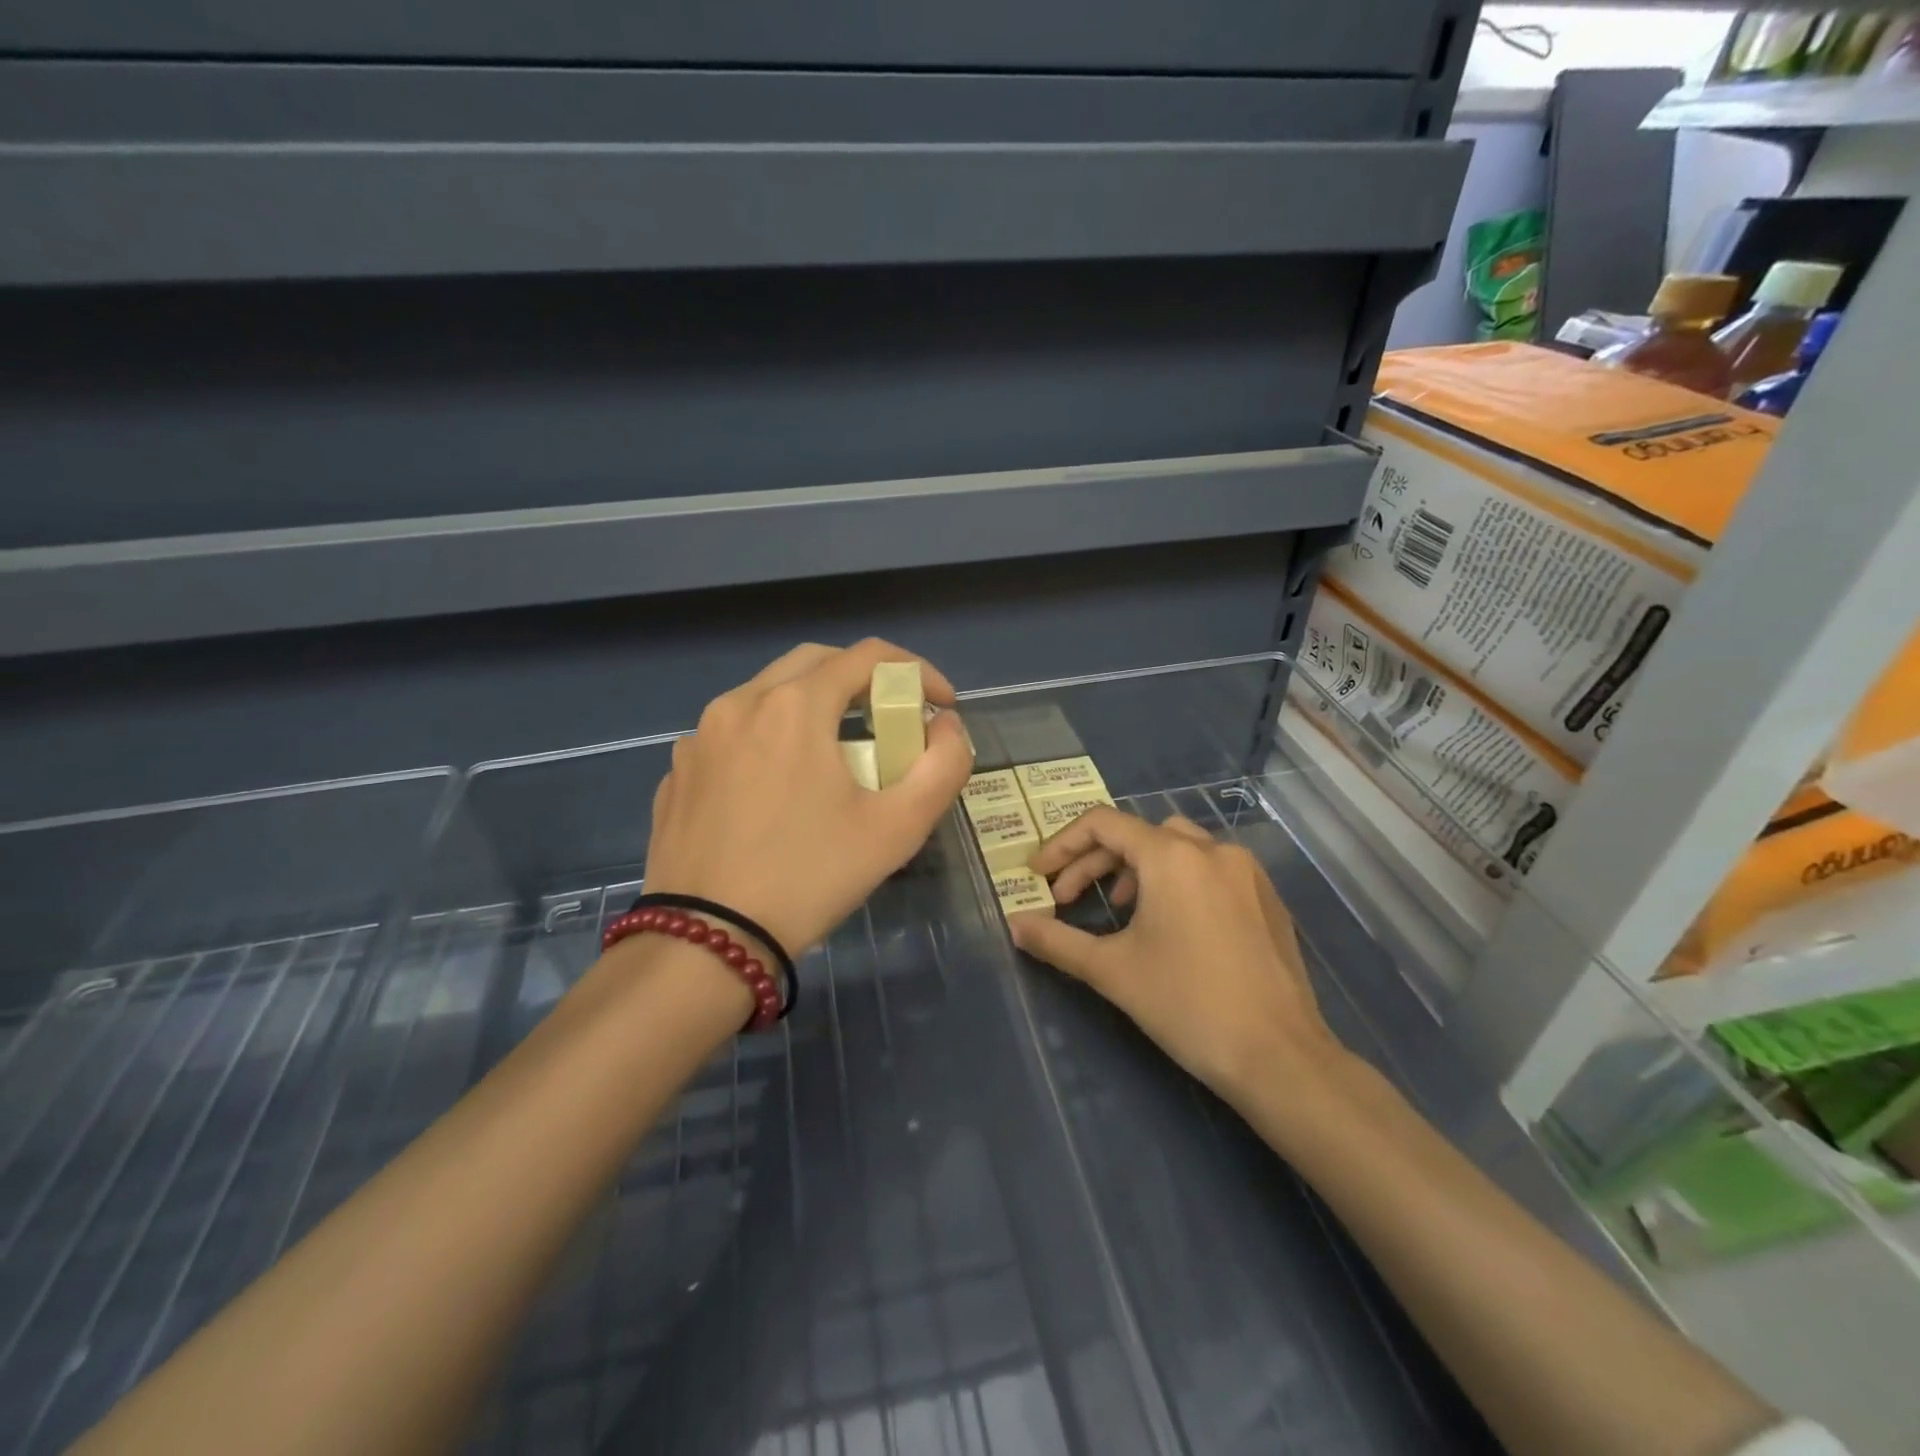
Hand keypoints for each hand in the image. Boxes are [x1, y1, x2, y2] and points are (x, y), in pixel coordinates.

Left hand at [644, 640, 973, 955]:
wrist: (705, 943)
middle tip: (890, 721)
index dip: (917, 671)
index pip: (868, 656)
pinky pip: (734, 734)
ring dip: (814, 707)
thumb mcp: (898, 828)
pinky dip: (770, 739)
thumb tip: (946, 728)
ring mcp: (699, 737)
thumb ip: (943, 766)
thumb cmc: (809, 878)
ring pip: (768, 695)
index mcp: (794, 706)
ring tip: (836, 755)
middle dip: (863, 681)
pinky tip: (780, 789)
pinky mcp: (678, 772)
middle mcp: (740, 703)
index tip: (942, 705)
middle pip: (815, 663)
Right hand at [1011, 809, 1344, 1105]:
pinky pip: (1211, 868)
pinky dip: (1177, 880)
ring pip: (1178, 846)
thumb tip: (1014, 925)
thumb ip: (1056, 941)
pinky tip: (1172, 924)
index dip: (1062, 845)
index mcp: (1172, 857)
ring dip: (1137, 867)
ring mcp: (1246, 871)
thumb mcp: (1112, 971)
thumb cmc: (1187, 1005)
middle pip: (1138, 834)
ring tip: (1120, 908)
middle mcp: (1212, 849)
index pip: (1103, 824)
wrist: (1279, 1057)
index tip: (1040, 877)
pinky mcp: (1268, 898)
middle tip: (1068, 899)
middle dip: (1094, 861)